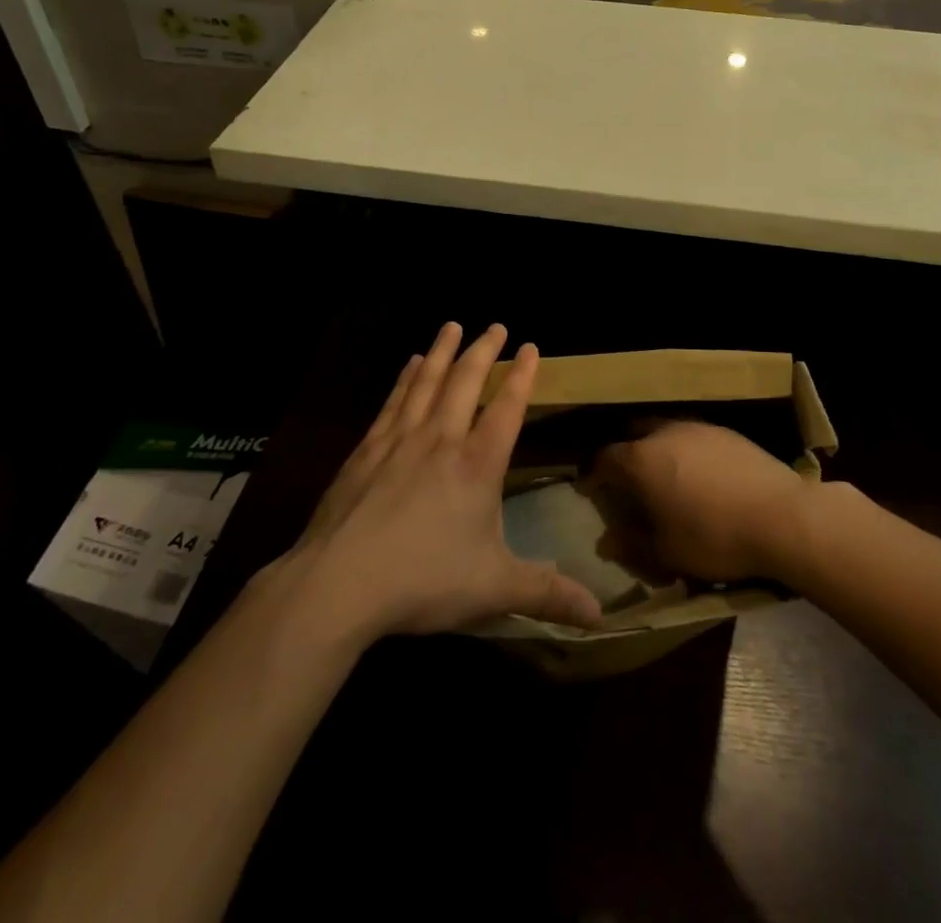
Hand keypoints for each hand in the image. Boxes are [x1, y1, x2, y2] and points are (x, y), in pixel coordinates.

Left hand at [270, 323, 601, 641]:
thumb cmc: (424, 580)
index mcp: (477, 465)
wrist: (340, 584)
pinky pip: (394, 401)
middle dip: (484, 351)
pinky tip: (410, 364)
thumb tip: (600, 614)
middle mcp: (441, 440)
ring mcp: (400, 441)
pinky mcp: (366, 450)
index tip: (531, 346)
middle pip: (466, 383)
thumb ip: (547, 594)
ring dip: (443, 352)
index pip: (507, 409)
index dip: (522, 376)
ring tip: (452, 326)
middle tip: (495, 325)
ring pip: (427, 382)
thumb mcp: (494, 590)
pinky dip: (406, 377)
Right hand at [585, 420, 820, 585]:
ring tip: (664, 474)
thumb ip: (632, 544)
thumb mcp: (667, 552)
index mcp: (642, 459)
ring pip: (666, 430)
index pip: (605, 459)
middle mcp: (665, 432)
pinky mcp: (728, 433)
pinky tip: (700, 474)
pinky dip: (687, 451)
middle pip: (634, 433)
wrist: (782, 517)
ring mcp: (699, 428)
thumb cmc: (714, 537)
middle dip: (625, 452)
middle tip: (626, 478)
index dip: (594, 474)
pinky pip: (695, 436)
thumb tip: (606, 541)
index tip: (589, 488)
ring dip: (657, 448)